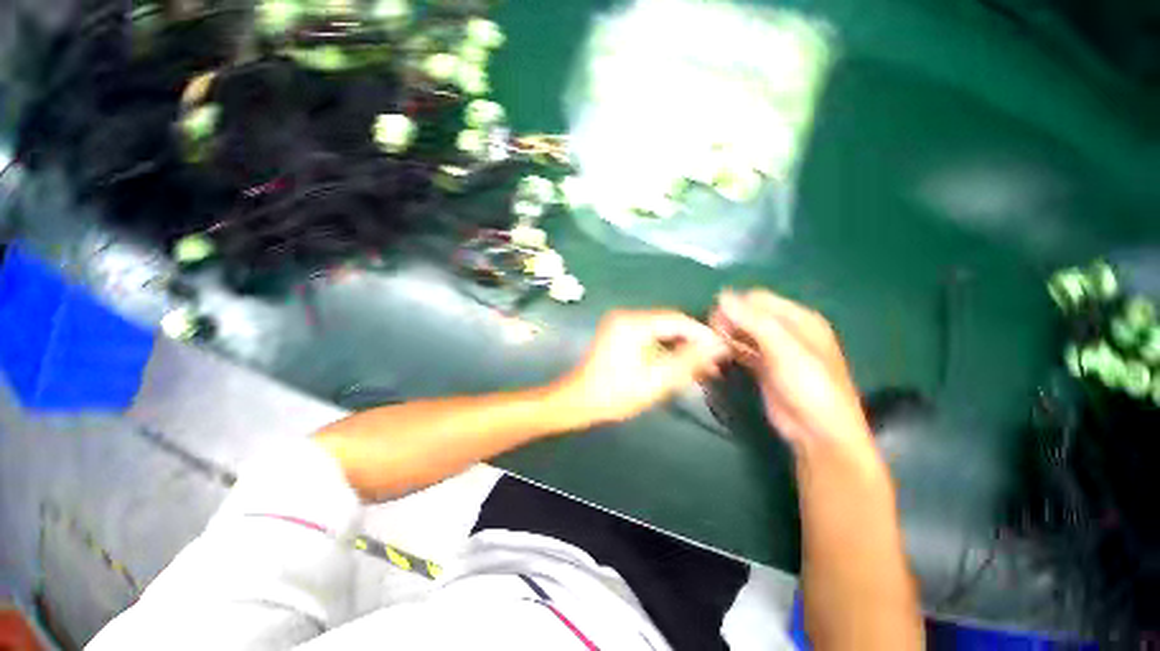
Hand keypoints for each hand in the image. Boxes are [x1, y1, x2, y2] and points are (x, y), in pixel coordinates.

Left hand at [555, 310, 729, 425]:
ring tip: (702, 368)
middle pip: (669, 323)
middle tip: (714, 362)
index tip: (722, 350)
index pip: (676, 319)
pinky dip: (665, 348)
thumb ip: (687, 361)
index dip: (702, 333)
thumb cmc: (614, 394)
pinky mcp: (619, 332)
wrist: (579, 401)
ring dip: (681, 347)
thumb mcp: (655, 381)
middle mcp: (626, 316)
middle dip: (693, 342)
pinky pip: (650, 335)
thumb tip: (717, 346)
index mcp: (632, 323)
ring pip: (661, 330)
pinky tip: (679, 365)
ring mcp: (621, 323)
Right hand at [709, 289, 871, 448]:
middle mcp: (786, 330)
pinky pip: (742, 350)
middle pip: (749, 315)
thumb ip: (753, 321)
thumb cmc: (809, 385)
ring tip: (712, 344)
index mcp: (799, 319)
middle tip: (711, 333)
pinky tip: (718, 353)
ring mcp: (773, 350)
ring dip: (727, 334)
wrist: (818, 431)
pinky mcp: (763, 367)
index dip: (735, 304)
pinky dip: (730, 349)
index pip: (759, 299)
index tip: (715, 317)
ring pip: (743, 332)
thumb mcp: (784, 348)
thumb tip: (722, 297)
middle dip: (729, 320)